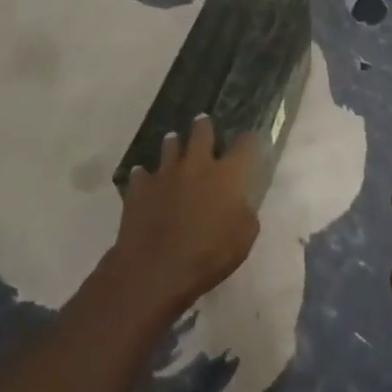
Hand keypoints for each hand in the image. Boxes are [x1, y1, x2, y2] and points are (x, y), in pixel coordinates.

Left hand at [106, 115, 260, 320]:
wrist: (156, 269)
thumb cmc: (208, 256)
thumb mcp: (243, 239)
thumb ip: (245, 214)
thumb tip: (240, 203)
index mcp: (227, 175)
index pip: (244, 145)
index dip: (249, 139)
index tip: (251, 137)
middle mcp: (197, 164)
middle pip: (202, 133)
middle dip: (204, 127)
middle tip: (203, 122)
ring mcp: (165, 173)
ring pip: (170, 146)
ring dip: (173, 144)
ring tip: (173, 141)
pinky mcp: (140, 187)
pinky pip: (142, 174)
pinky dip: (144, 175)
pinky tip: (143, 178)